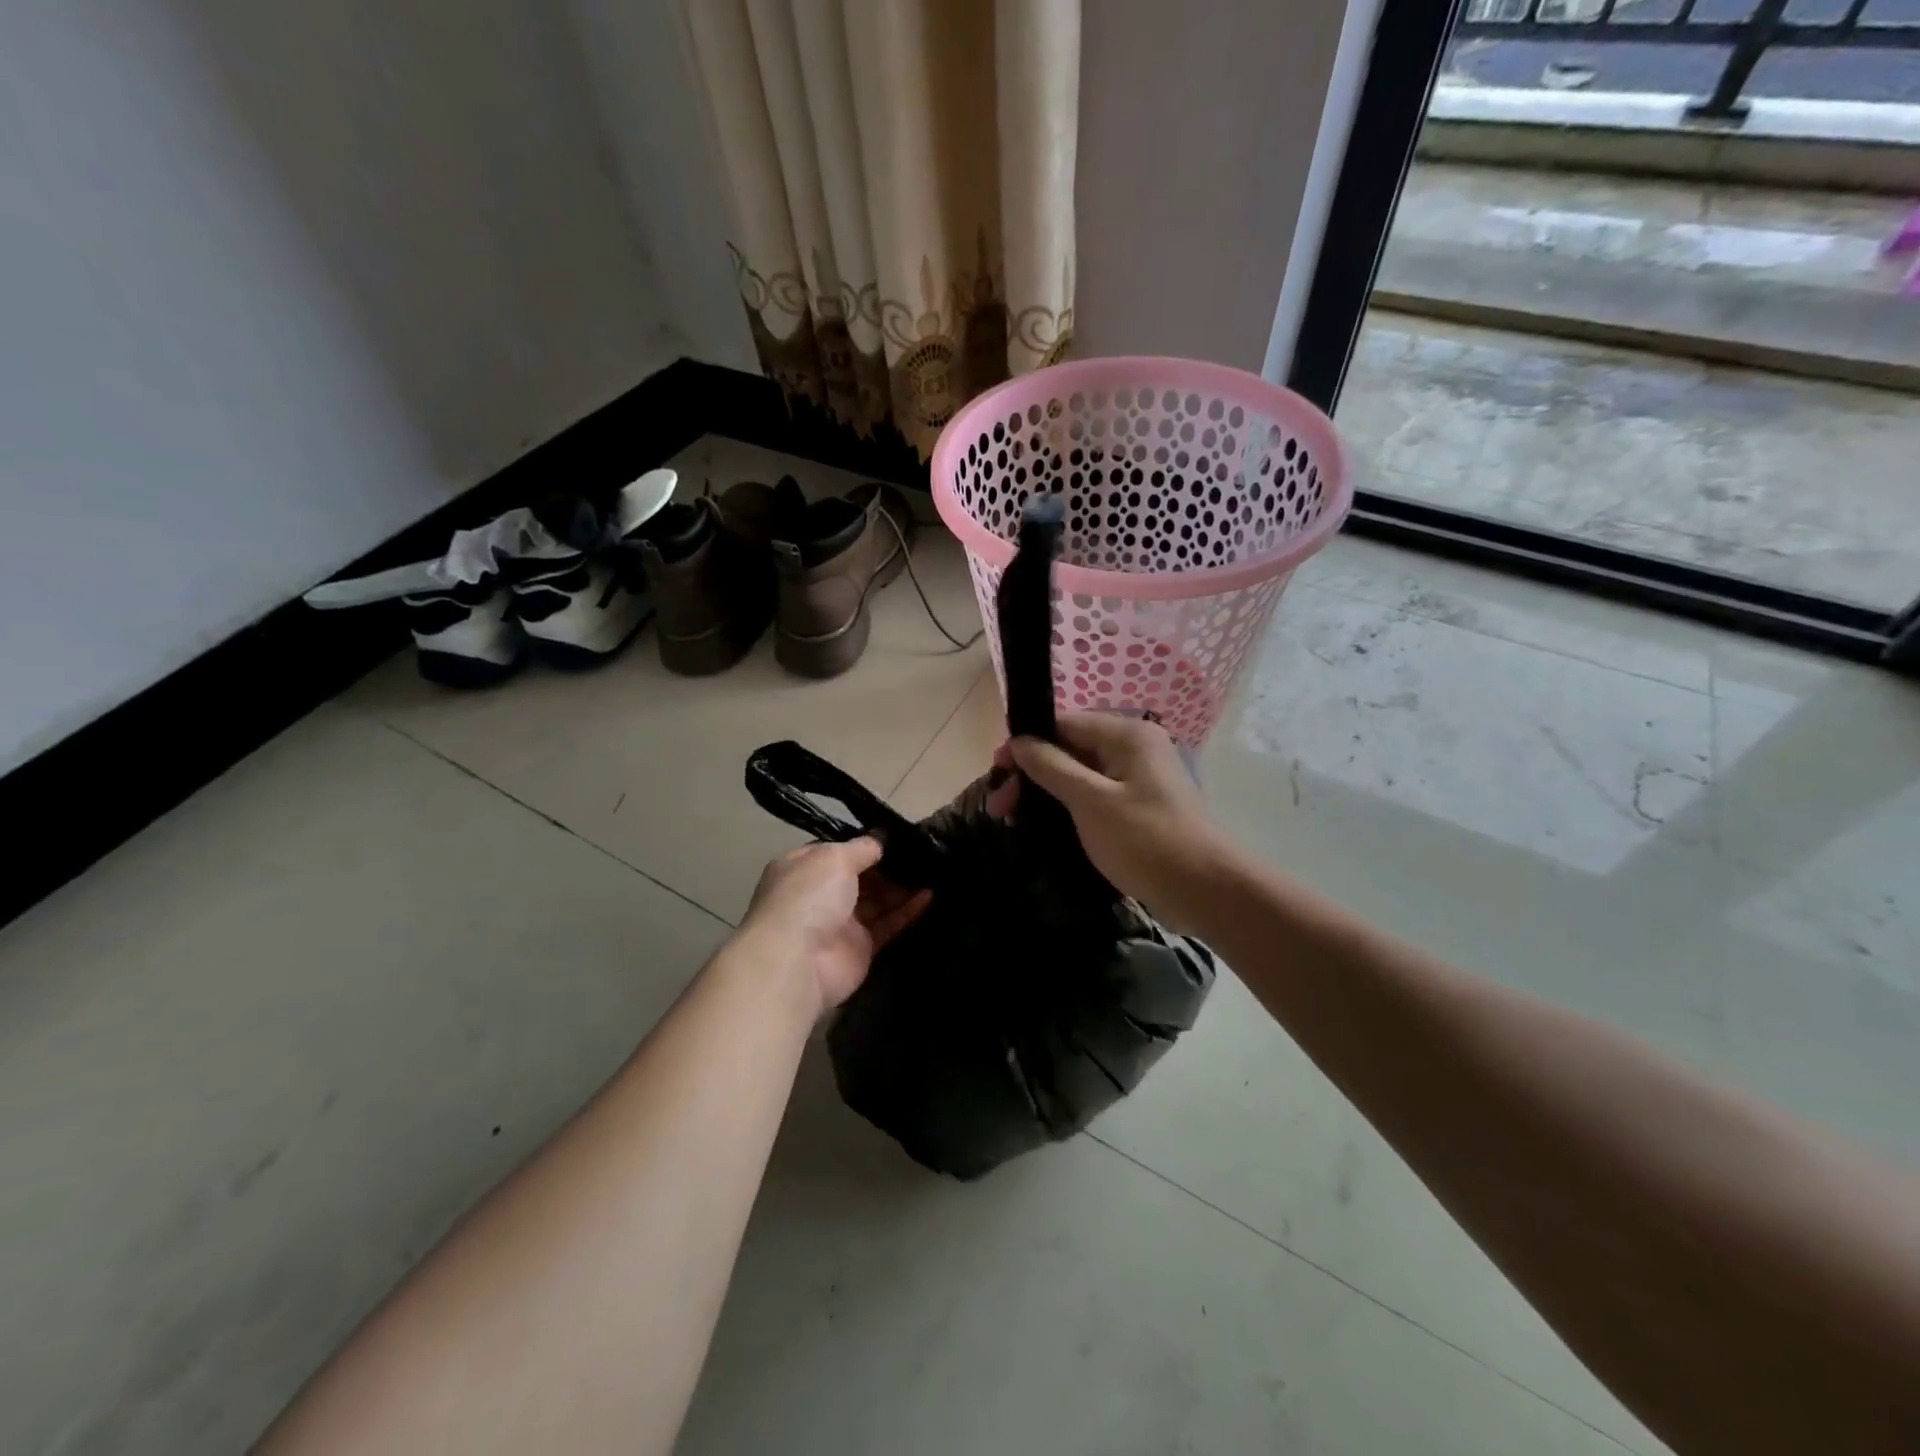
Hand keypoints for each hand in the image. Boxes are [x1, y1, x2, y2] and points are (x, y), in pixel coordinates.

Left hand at [739, 839, 931, 1014]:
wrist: (797, 961)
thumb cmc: (809, 897)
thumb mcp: (834, 857)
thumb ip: (862, 847)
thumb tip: (881, 840)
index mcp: (804, 868)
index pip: (838, 851)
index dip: (866, 845)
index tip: (898, 837)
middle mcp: (819, 894)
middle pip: (861, 877)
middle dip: (888, 866)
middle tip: (922, 853)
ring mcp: (840, 923)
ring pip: (877, 901)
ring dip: (902, 888)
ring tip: (933, 871)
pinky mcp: (860, 949)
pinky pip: (888, 925)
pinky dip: (907, 912)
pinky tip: (929, 896)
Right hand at [997, 713, 1228, 922]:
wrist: (1205, 890)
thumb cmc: (1146, 839)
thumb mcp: (1091, 801)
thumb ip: (1051, 767)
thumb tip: (1019, 741)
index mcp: (1126, 736)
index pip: (1063, 723)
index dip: (1026, 744)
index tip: (997, 771)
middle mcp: (1132, 749)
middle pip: (1068, 750)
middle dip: (1031, 775)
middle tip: (999, 808)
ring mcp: (1136, 780)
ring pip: (1078, 776)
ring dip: (1044, 794)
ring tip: (1012, 821)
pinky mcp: (1137, 808)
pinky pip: (1093, 797)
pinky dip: (1066, 809)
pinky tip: (1042, 828)